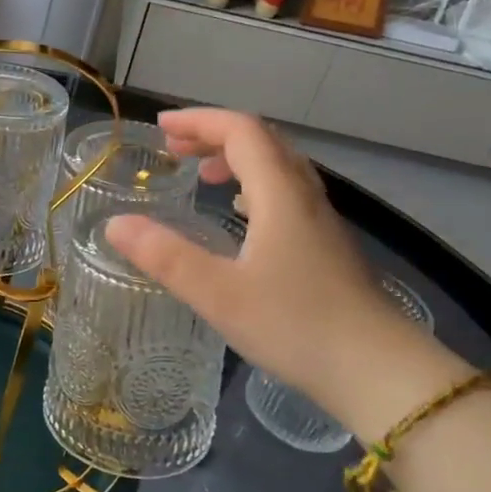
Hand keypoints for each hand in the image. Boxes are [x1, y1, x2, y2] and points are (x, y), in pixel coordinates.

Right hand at [106, 108, 464, 429]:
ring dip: (236, 159)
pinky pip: (287, 194)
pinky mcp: (327, 246)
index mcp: (279, 194)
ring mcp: (320, 221)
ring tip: (201, 176)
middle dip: (214, 135)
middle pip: (262, 142)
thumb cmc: (294, 325)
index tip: (160, 128)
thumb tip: (114, 224)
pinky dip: (254, 187)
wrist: (376, 370)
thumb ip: (164, 256)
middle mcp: (304, 196)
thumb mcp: (217, 293)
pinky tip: (242, 216)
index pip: (241, 131)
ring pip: (278, 168)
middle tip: (174, 149)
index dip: (199, 121)